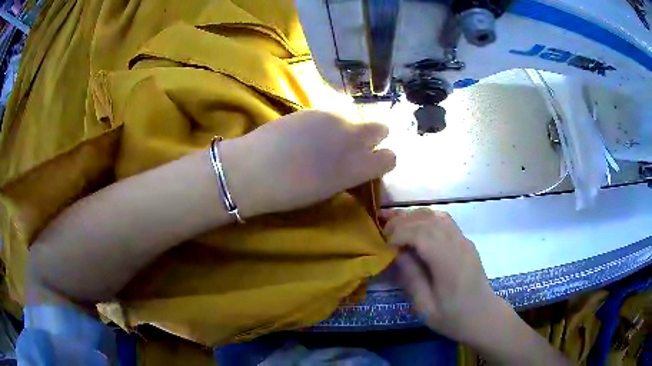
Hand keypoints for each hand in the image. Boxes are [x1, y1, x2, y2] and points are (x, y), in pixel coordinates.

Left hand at [221, 110, 395, 216]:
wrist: (254, 169)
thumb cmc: (289, 193)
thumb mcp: (328, 191)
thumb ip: (349, 174)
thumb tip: (357, 166)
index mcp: (357, 167)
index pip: (390, 158)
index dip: (383, 160)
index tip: (373, 164)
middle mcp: (353, 139)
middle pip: (380, 128)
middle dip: (374, 136)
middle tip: (355, 146)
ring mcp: (334, 119)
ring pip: (355, 119)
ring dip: (348, 128)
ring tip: (327, 140)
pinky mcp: (315, 109)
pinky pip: (333, 114)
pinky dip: (329, 123)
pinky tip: (309, 133)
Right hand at [382, 208, 569, 364]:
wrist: (483, 316)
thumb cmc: (453, 317)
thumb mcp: (426, 307)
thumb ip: (411, 278)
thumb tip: (397, 253)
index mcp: (449, 264)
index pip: (422, 234)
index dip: (399, 233)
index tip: (384, 245)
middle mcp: (459, 245)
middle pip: (429, 220)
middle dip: (403, 221)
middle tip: (384, 232)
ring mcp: (465, 241)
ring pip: (438, 216)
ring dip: (415, 217)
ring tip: (397, 226)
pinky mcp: (466, 242)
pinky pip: (445, 222)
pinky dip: (427, 219)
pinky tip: (417, 229)